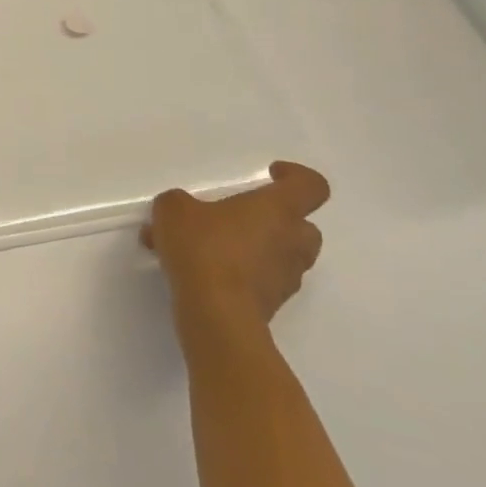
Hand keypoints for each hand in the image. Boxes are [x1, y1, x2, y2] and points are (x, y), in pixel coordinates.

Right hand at [141, 161, 330, 332]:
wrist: (216, 312)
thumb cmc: (203, 248)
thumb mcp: (174, 209)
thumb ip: (179, 202)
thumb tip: (183, 210)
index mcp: (278, 210)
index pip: (311, 186)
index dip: (296, 175)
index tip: (270, 174)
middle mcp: (292, 241)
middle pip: (303, 224)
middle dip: (275, 219)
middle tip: (238, 217)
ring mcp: (287, 276)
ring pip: (282, 254)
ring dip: (255, 247)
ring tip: (205, 248)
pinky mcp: (274, 303)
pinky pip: (262, 279)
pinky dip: (240, 273)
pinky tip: (200, 272)